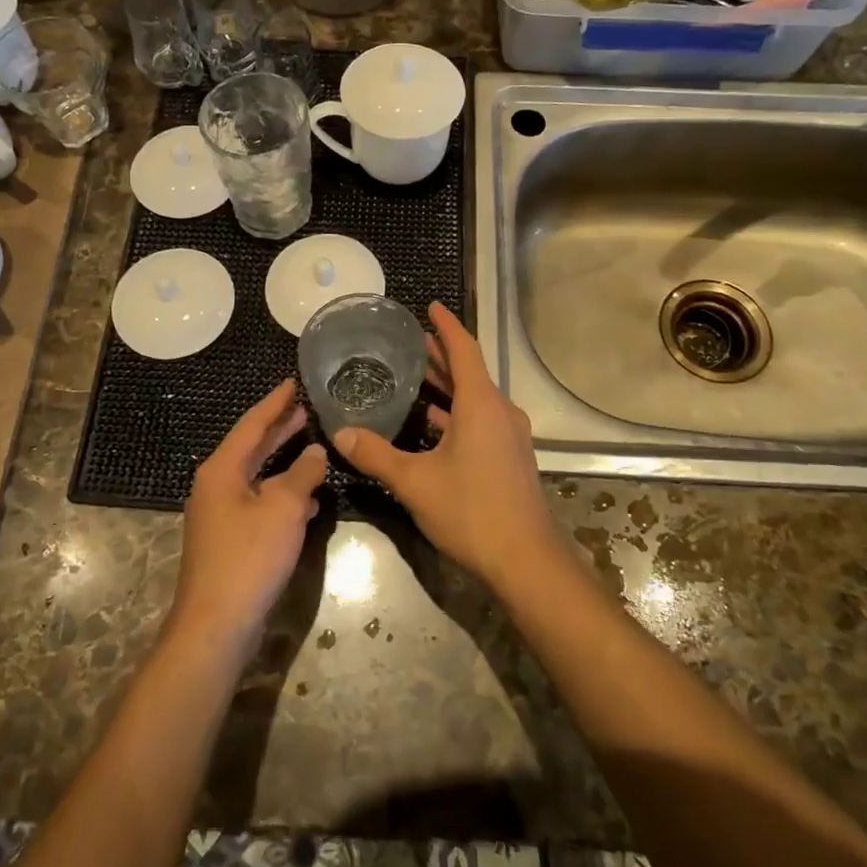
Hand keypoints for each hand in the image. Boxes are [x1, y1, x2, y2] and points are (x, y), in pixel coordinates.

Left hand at [171, 379, 326, 651]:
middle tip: (306, 407)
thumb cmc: (249, 557)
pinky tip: (309, 499)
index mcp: (222, 470)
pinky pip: (260, 502)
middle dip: (279, 428)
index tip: (293, 382)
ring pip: (258, 476)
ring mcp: (221, 514)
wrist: (216, 625)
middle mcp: (216, 485)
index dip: (275, 403)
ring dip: (284, 462)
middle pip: (252, 447)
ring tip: (313, 444)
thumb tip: (316, 451)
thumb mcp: (284, 509)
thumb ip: (303, 474)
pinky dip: (282, 494)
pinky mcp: (231, 539)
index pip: (251, 424)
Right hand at [331, 302, 561, 589]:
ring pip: (475, 398)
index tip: (430, 307)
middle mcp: (499, 411)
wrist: (526, 559)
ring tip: (416, 377)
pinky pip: (481, 420)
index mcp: (482, 404)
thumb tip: (341, 434)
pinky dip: (457, 412)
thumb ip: (377, 455)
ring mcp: (509, 435)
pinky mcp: (510, 457)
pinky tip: (433, 424)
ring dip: (449, 386)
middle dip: (442, 355)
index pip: (464, 349)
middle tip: (412, 341)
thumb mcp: (415, 482)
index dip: (446, 326)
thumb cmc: (471, 510)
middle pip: (470, 372)